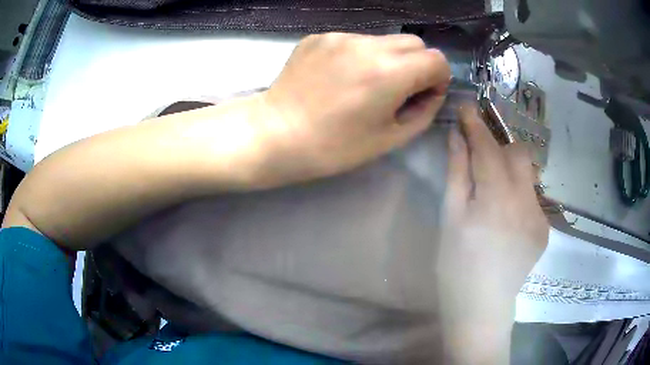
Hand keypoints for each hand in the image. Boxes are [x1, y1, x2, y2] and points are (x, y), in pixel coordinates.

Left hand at [254, 32, 450, 186]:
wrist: (276, 134)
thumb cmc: (334, 146)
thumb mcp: (390, 138)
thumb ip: (423, 111)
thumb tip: (432, 92)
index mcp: (390, 72)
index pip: (437, 60)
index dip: (437, 79)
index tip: (422, 96)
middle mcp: (368, 45)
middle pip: (414, 43)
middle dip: (417, 65)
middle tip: (398, 90)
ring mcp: (340, 37)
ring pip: (384, 40)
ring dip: (388, 58)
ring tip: (365, 84)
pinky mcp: (319, 37)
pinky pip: (354, 40)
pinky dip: (359, 55)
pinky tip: (340, 77)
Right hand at [436, 105, 548, 363]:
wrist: (481, 307)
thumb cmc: (456, 266)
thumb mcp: (450, 218)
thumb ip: (457, 173)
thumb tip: (457, 137)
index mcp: (497, 199)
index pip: (488, 147)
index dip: (476, 124)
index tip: (467, 106)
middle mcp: (526, 201)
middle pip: (518, 153)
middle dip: (499, 144)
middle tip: (480, 153)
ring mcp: (540, 216)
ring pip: (529, 174)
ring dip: (510, 168)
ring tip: (493, 188)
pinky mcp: (544, 229)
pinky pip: (533, 197)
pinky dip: (519, 193)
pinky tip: (506, 216)